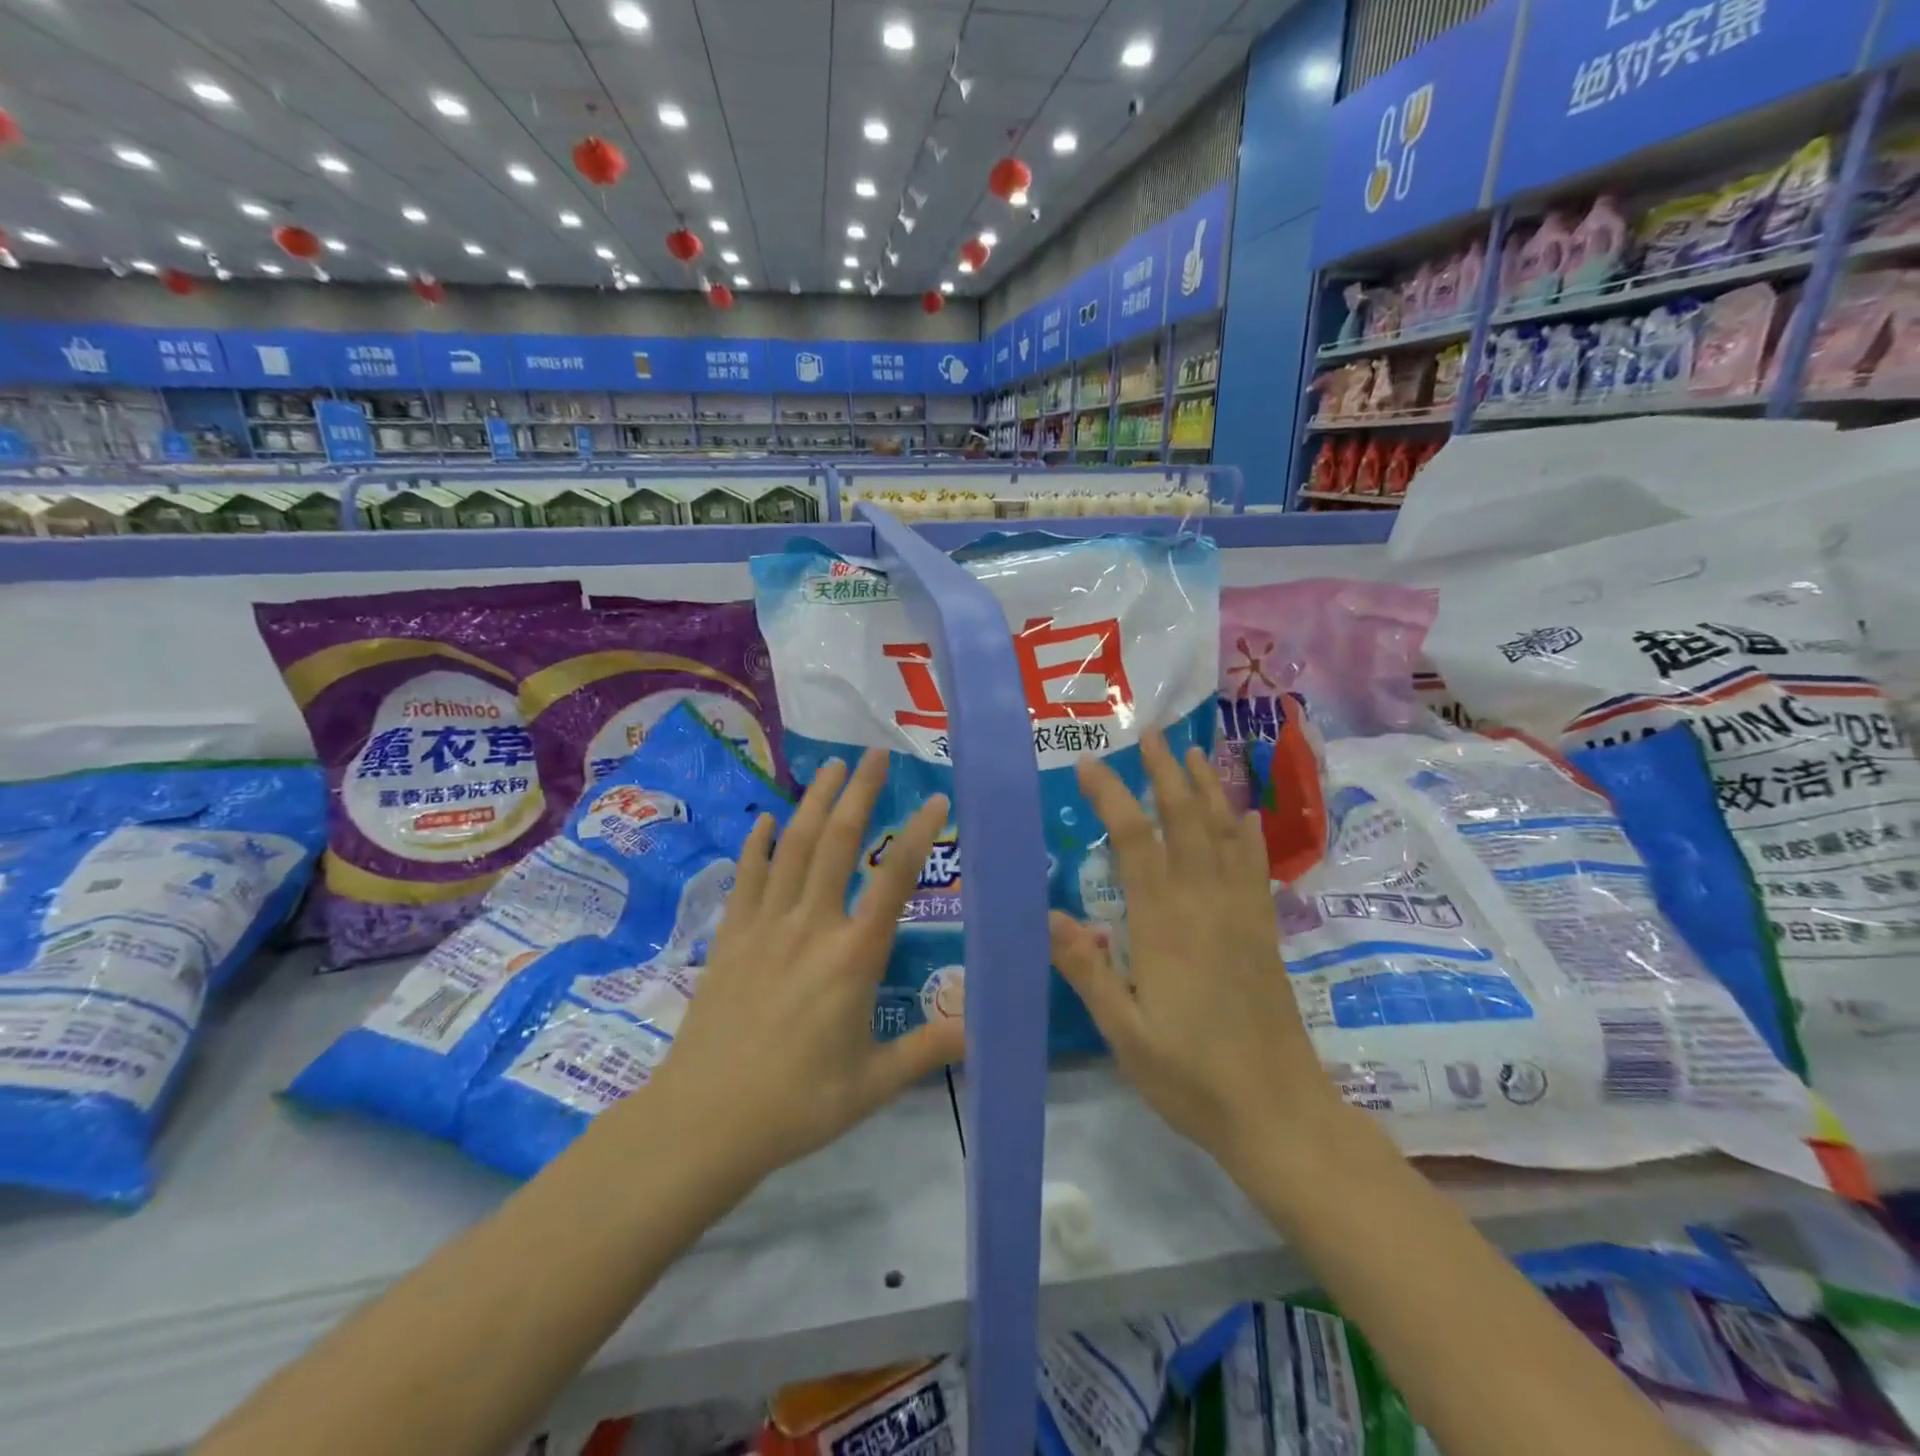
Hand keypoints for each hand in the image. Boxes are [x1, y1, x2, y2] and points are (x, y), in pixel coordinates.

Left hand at [640, 750, 964, 1188]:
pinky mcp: (731, 936)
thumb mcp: (873, 1083)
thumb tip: (980, 1029)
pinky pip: (747, 877)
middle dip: (859, 792)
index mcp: (853, 957)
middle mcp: (811, 926)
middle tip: (874, 754)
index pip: (894, 881)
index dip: (918, 835)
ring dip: (815, 802)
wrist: (704, 1120)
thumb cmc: (797, 1104)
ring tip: (831, 767)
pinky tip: (765, 819)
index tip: (936, 800)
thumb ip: (928, 1049)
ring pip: (794, 847)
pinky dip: (757, 844)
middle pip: (838, 843)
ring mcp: (765, 925)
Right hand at [1049, 731, 1340, 1171]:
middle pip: (1185, 819)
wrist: (1279, 1113)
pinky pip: (1254, 866)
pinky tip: (1242, 816)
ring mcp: (1241, 913)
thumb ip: (1087, 970)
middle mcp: (1205, 903)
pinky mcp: (1264, 930)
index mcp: (1164, 923)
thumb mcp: (1124, 1032)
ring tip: (1193, 752)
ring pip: (1223, 833)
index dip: (1111, 796)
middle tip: (1151, 733)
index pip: (1134, 840)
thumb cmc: (1191, 1077)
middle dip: (1166, 772)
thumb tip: (1047, 913)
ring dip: (1207, 788)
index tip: (1090, 765)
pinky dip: (1245, 832)